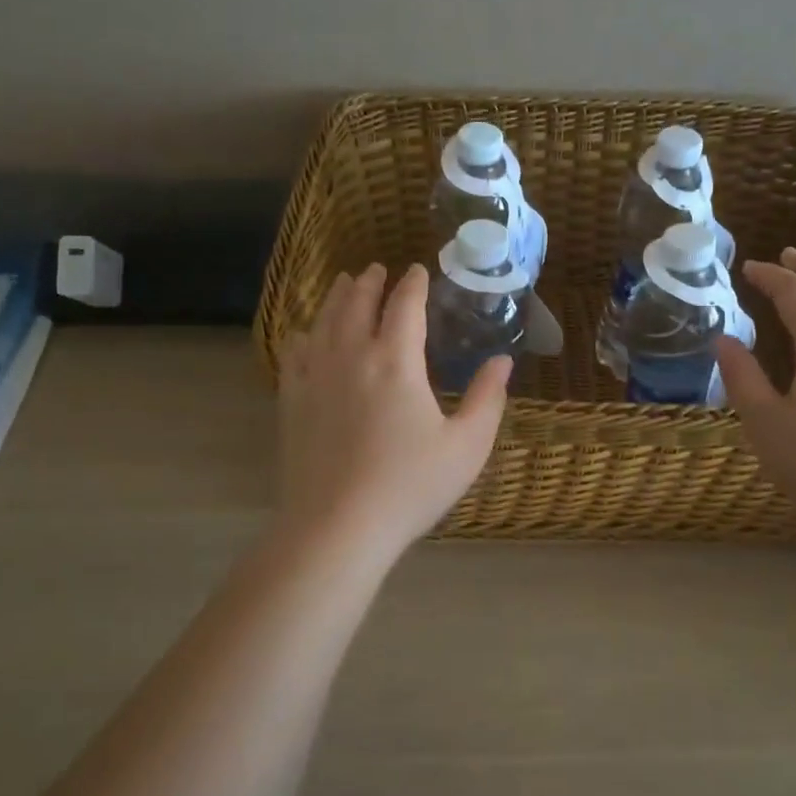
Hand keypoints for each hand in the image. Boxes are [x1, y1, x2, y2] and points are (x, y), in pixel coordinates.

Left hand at [277, 263, 509, 562]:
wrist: (337, 526)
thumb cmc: (410, 487)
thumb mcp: (466, 446)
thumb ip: (487, 398)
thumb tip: (503, 361)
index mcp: (396, 361)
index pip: (405, 306)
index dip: (413, 284)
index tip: (418, 271)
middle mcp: (351, 356)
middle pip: (358, 304)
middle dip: (370, 282)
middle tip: (377, 269)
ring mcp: (315, 377)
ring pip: (324, 321)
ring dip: (337, 298)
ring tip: (345, 284)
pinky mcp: (292, 401)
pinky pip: (295, 353)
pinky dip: (304, 334)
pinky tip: (305, 334)